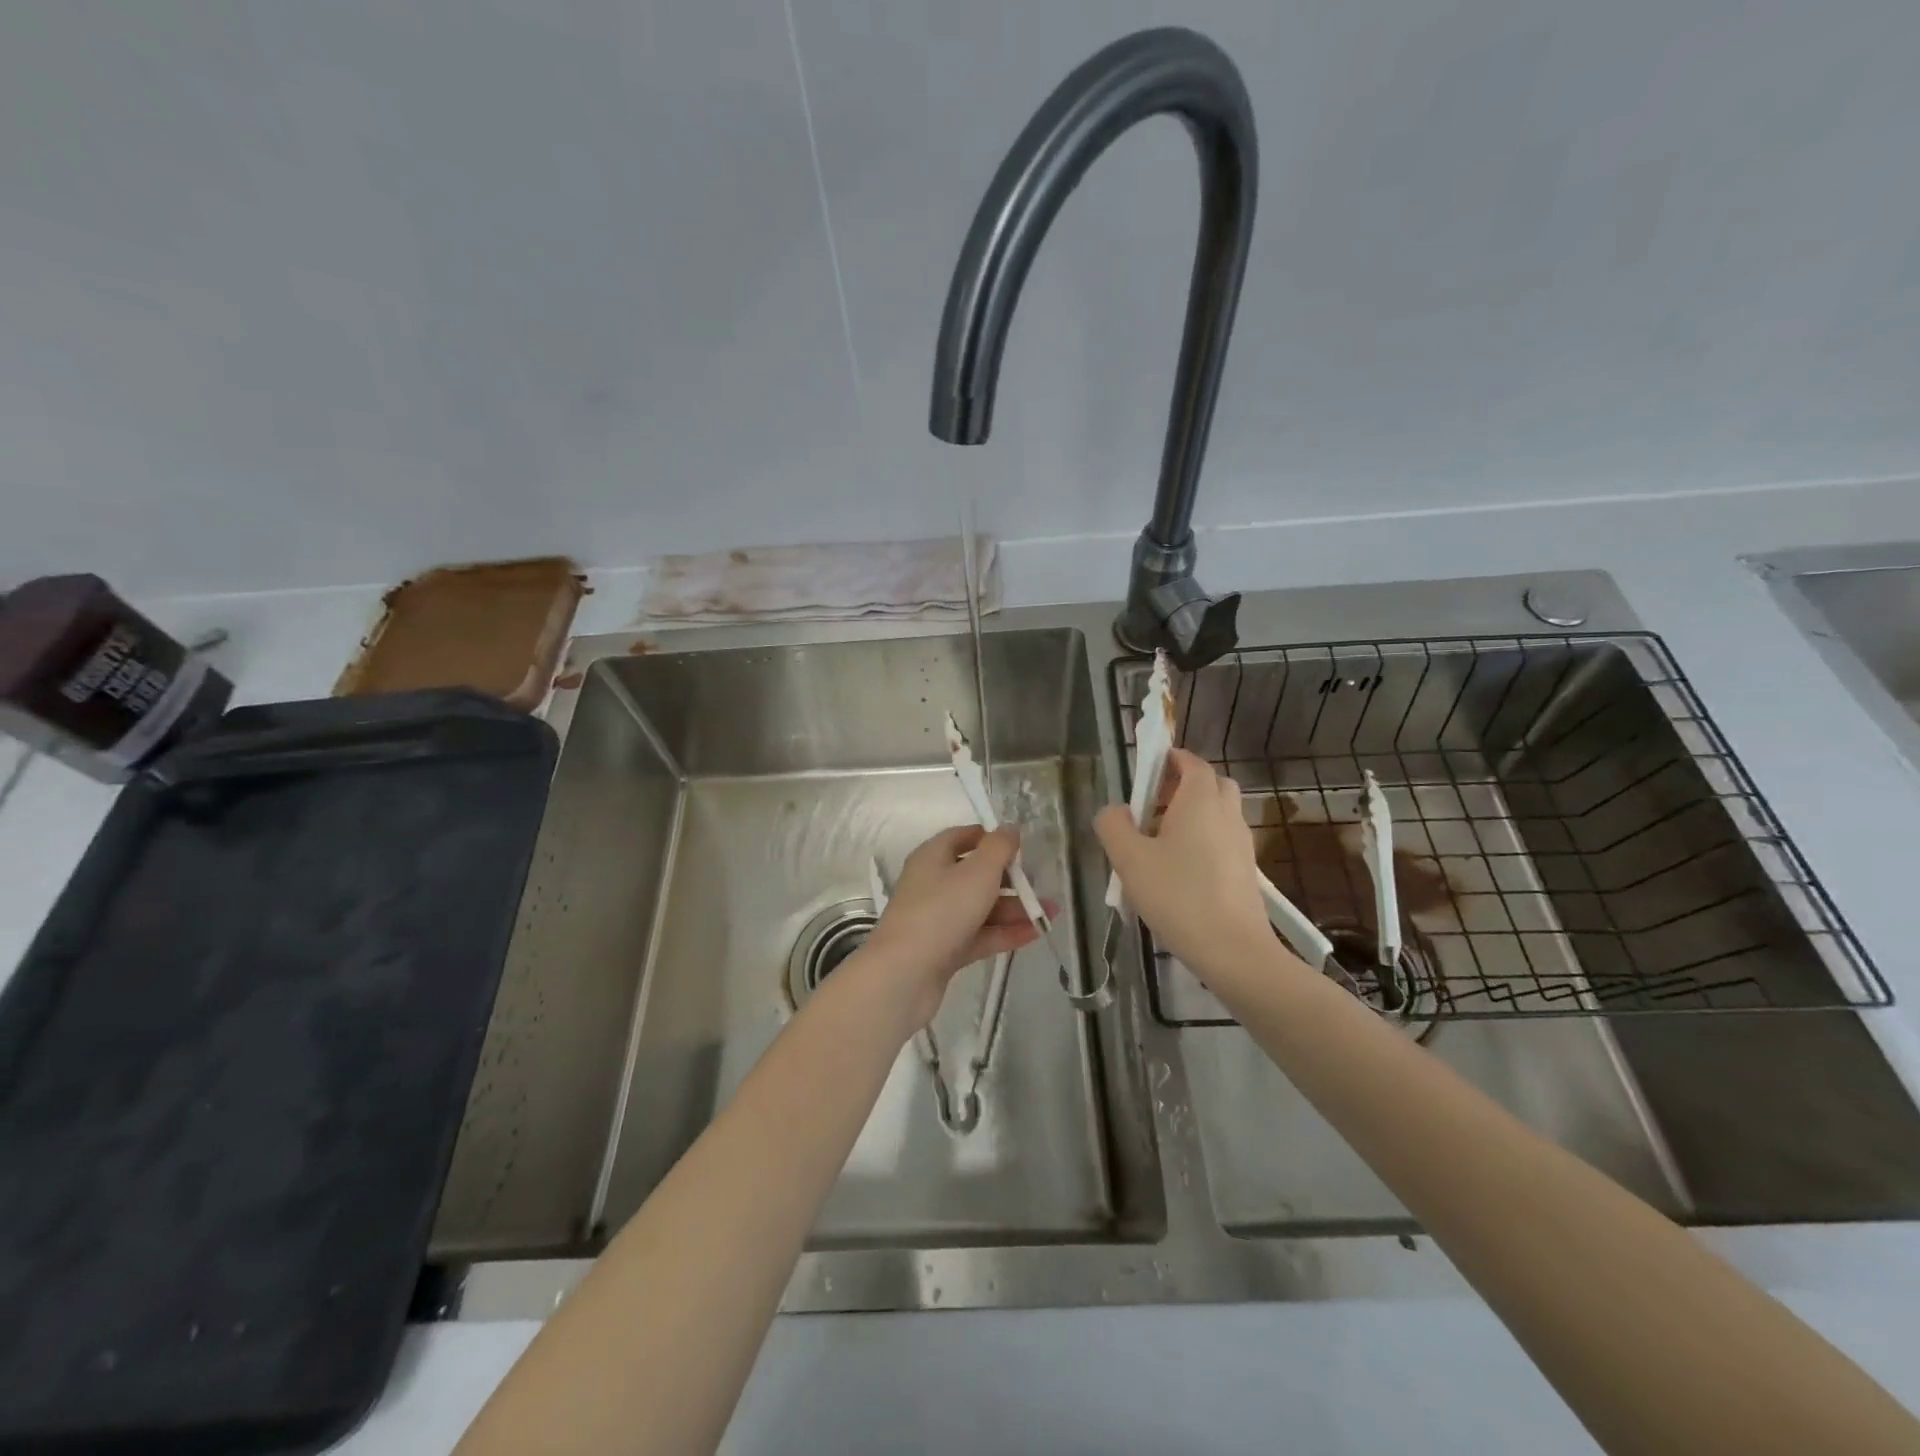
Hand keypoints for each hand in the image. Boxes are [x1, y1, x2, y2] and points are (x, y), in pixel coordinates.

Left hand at [861, 826, 1041, 1025]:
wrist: (905, 974)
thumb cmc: (942, 910)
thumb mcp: (978, 871)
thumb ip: (999, 848)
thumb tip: (1009, 828)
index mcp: (933, 857)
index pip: (962, 837)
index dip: (990, 838)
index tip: (1019, 847)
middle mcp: (932, 884)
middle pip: (975, 874)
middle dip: (1011, 880)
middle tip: (1042, 885)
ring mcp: (938, 919)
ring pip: (981, 907)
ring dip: (1015, 909)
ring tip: (1051, 914)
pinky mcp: (944, 950)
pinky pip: (979, 935)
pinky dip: (1005, 933)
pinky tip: (1035, 934)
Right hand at [1095, 748, 1279, 985]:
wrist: (1233, 950)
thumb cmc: (1178, 895)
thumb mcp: (1129, 859)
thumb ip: (1113, 826)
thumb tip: (1114, 811)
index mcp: (1200, 800)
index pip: (1191, 762)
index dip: (1169, 759)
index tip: (1145, 769)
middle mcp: (1226, 813)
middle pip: (1210, 784)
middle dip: (1181, 785)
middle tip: (1151, 805)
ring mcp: (1241, 842)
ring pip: (1217, 813)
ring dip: (1191, 815)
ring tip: (1158, 842)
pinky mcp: (1246, 870)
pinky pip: (1222, 840)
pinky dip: (1202, 840)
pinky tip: (1178, 871)